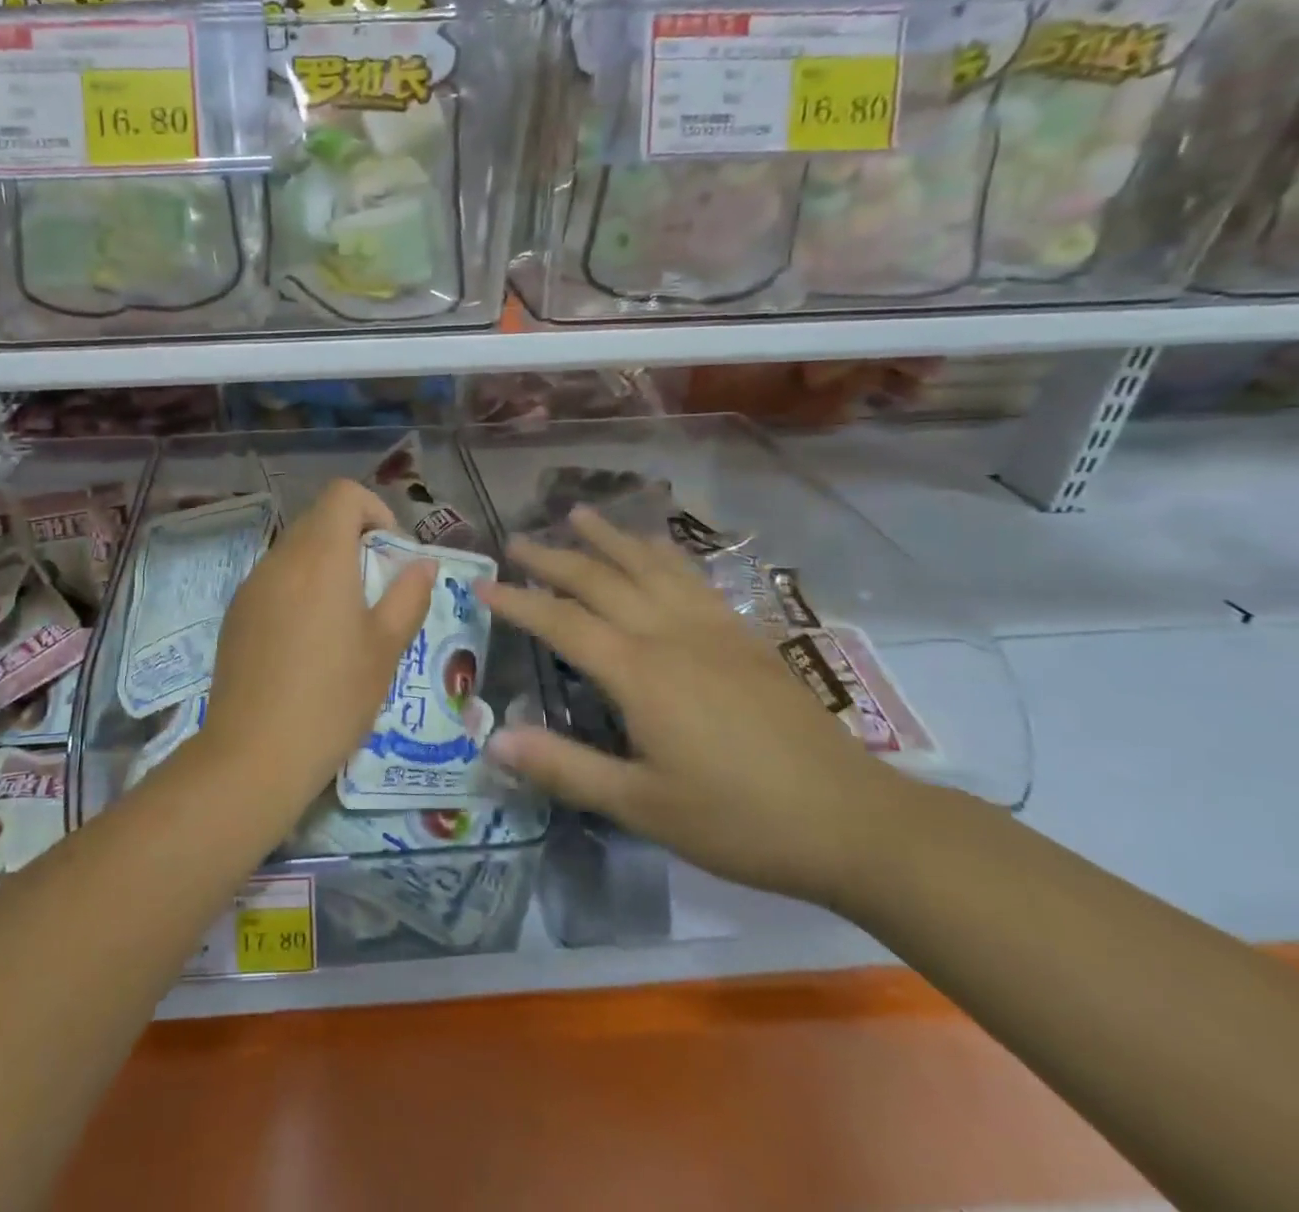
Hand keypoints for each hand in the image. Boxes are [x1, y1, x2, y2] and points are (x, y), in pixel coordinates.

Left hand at [203, 480, 434, 803]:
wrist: (254, 753)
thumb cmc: (332, 698)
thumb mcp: (386, 648)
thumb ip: (409, 595)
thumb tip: (422, 562)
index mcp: (320, 557)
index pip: (342, 494)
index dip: (374, 509)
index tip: (390, 551)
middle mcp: (280, 559)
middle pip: (318, 519)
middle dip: (353, 539)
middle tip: (376, 588)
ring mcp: (251, 586)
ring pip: (294, 550)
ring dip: (325, 564)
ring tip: (345, 618)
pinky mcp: (235, 614)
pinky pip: (273, 580)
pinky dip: (298, 588)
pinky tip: (307, 641)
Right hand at [476, 507, 901, 905]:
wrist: (853, 820)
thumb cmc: (739, 819)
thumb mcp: (642, 806)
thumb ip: (566, 768)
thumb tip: (494, 741)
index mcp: (640, 672)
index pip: (562, 623)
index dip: (518, 602)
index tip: (482, 585)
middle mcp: (670, 634)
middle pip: (601, 580)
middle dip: (554, 558)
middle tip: (516, 540)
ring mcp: (712, 628)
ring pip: (649, 565)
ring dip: (609, 537)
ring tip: (578, 513)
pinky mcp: (744, 636)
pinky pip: (693, 578)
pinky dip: (663, 554)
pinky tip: (656, 547)